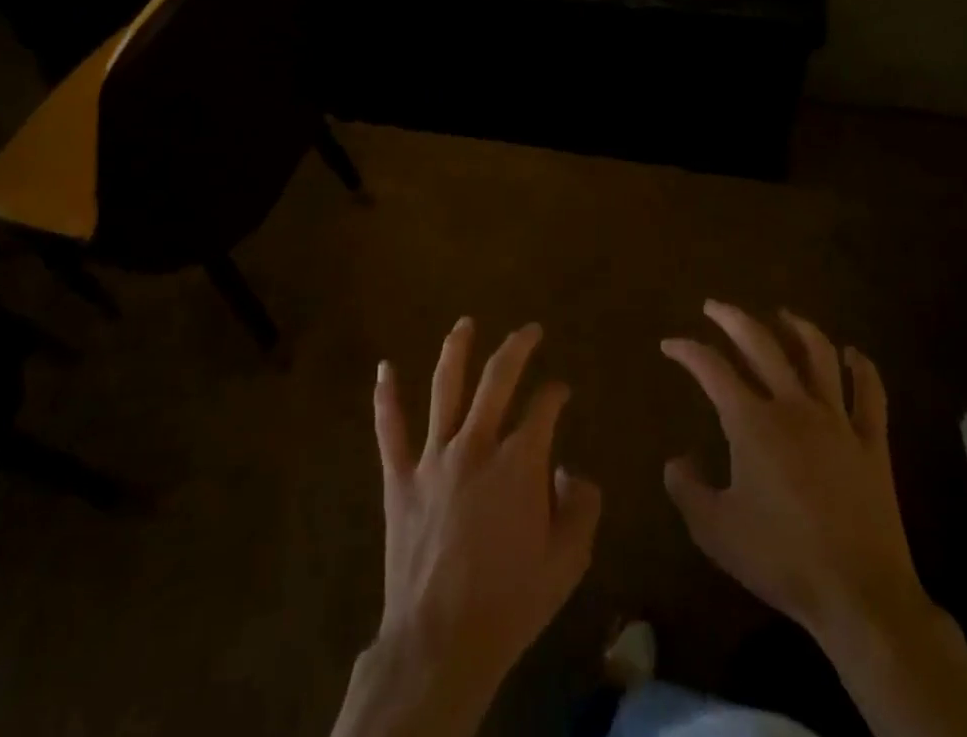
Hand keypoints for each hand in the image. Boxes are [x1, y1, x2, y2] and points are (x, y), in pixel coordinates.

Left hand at [333, 319, 601, 736]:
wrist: (442, 642)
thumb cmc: (511, 602)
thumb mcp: (567, 562)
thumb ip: (581, 507)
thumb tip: (572, 471)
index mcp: (519, 462)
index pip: (544, 408)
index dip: (556, 393)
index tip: (561, 390)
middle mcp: (476, 445)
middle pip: (498, 380)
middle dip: (517, 348)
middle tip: (529, 330)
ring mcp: (434, 458)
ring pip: (445, 389)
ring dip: (456, 351)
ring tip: (465, 323)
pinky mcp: (400, 478)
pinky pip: (390, 430)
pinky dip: (386, 398)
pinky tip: (384, 368)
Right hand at [662, 301, 927, 648]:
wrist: (859, 596)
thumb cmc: (781, 559)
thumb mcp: (715, 531)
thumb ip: (686, 489)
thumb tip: (675, 460)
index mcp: (751, 422)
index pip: (711, 369)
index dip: (687, 351)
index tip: (670, 344)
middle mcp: (793, 407)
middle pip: (761, 344)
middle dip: (732, 318)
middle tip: (714, 307)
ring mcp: (837, 421)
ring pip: (818, 355)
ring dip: (797, 328)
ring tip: (782, 315)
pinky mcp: (872, 444)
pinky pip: (870, 395)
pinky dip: (862, 369)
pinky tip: (854, 355)